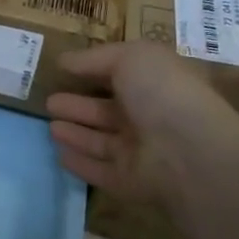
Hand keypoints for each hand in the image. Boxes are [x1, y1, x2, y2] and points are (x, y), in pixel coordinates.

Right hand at [46, 42, 238, 204]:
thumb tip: (64, 60)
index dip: (95, 71)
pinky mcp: (130, 182)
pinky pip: (100, 171)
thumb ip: (95, 57)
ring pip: (101, 141)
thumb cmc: (162, 92)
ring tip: (50, 125)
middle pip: (107, 111)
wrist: (190, 152)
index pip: (122, 76)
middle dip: (78, 105)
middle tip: (49, 101)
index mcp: (155, 83)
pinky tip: (59, 154)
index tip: (64, 69)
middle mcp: (149, 117)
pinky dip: (81, 163)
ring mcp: (141, 152)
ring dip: (76, 133)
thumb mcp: (131, 57)